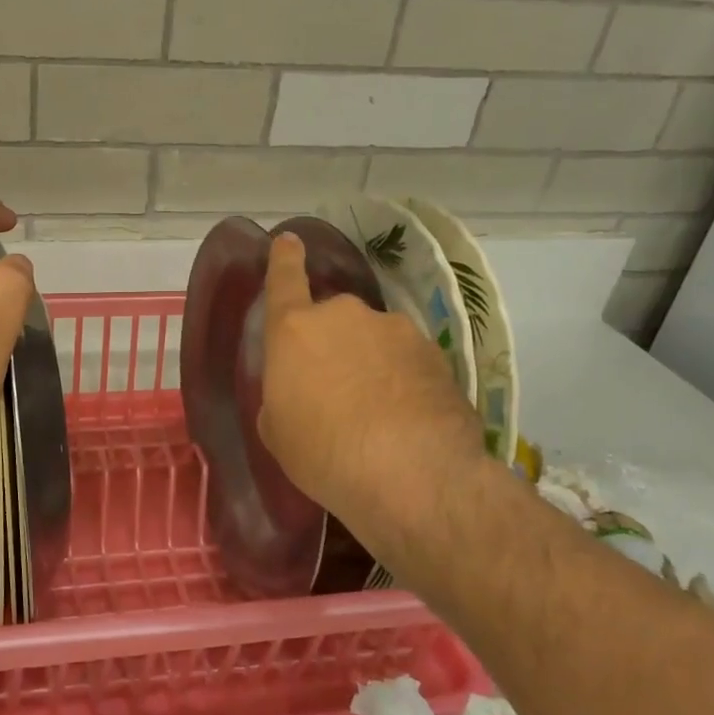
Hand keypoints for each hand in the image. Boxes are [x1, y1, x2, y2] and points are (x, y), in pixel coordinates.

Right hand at [257, 232, 489, 544]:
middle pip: (333, 320)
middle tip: (335, 391)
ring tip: (376, 414)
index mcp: (294, 330)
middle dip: (333, 346)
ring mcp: (395, 330)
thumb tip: (299, 392)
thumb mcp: (278, 432)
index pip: (284, 281)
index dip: (284, 260)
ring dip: (370, 364)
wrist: (412, 473)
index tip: (288, 240)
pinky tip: (407, 420)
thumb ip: (282, 397)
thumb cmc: (322, 452)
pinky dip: (403, 381)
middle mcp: (344, 316)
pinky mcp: (435, 353)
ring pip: (374, 340)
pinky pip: (407, 362)